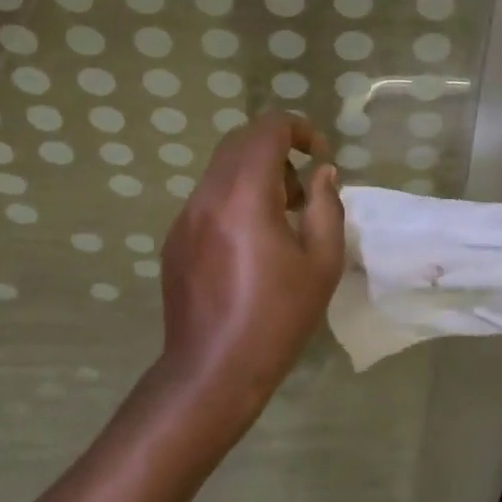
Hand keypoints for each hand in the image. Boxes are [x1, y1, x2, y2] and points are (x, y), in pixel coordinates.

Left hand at [155, 112, 345, 428]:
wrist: (212, 372)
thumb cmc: (276, 317)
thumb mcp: (322, 263)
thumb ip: (326, 206)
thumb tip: (322, 174)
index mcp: (245, 195)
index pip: (267, 129)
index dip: (299, 129)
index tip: (320, 156)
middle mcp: (209, 195)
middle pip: (241, 141)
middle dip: (278, 150)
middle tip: (303, 190)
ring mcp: (186, 216)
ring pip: (222, 168)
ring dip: (256, 175)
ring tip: (281, 219)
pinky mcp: (175, 239)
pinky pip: (209, 197)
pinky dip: (235, 198)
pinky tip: (251, 244)